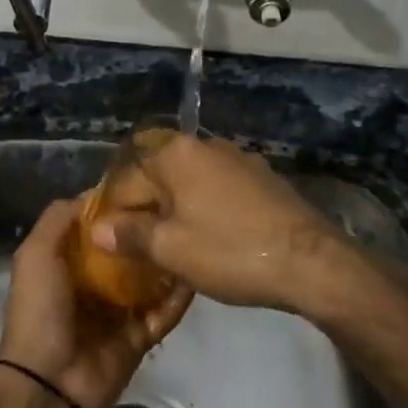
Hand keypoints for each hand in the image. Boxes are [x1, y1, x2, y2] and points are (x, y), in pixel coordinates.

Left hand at [0, 198, 192, 407]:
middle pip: (128, 250)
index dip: (118, 206)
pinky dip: (179, 298)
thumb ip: (58, 219)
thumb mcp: (36, 254)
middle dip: (148, 231)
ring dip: (168, 261)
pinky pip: (164, 313)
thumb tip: (95, 193)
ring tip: (195, 233)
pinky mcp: (140, 336)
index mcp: (68, 262)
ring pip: (151, 279)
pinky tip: (198, 273)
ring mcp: (119, 311)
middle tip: (179, 206)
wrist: (49, 383)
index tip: (148, 183)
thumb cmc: (40, 310)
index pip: (99, 227)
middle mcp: (94, 283)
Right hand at [86, 135, 365, 315]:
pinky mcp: (263, 178)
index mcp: (176, 154)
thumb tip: (97, 228)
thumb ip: (130, 235)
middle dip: (146, 210)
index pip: (127, 181)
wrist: (311, 261)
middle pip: (159, 177)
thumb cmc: (231, 251)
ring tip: (172, 247)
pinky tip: (210, 238)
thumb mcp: (172, 250)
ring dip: (176, 210)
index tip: (111, 246)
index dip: (113, 214)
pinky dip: (205, 210)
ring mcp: (238, 159)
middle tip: (140, 250)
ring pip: (190, 183)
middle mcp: (205, 145)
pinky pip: (218, 190)